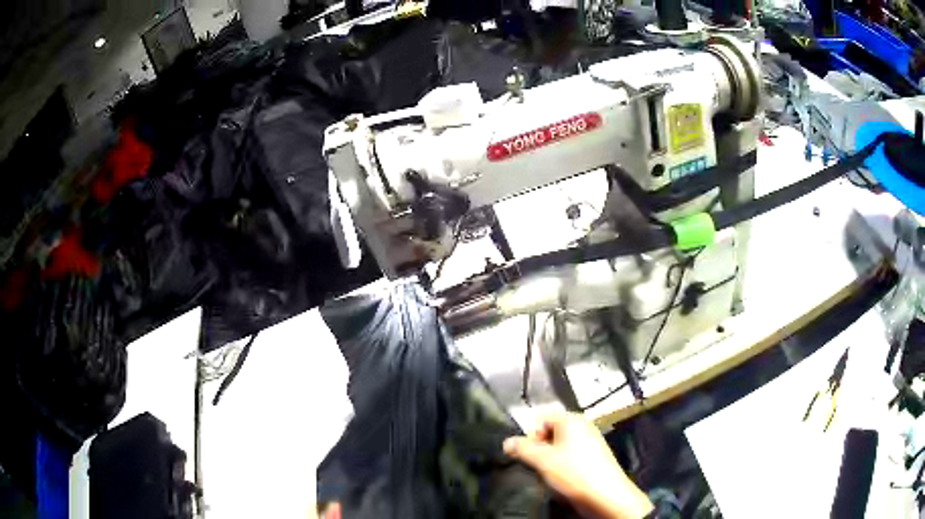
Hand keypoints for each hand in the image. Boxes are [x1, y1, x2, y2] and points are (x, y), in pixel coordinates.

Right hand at [504, 412, 652, 518]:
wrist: (605, 496)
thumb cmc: (573, 472)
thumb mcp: (542, 460)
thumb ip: (522, 449)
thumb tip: (507, 442)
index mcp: (571, 420)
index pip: (542, 417)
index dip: (531, 433)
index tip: (529, 452)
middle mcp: (583, 426)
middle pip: (551, 431)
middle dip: (540, 447)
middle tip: (537, 464)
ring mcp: (591, 442)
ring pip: (561, 446)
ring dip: (550, 458)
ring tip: (549, 474)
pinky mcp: (596, 457)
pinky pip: (572, 456)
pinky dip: (563, 465)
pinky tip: (562, 479)